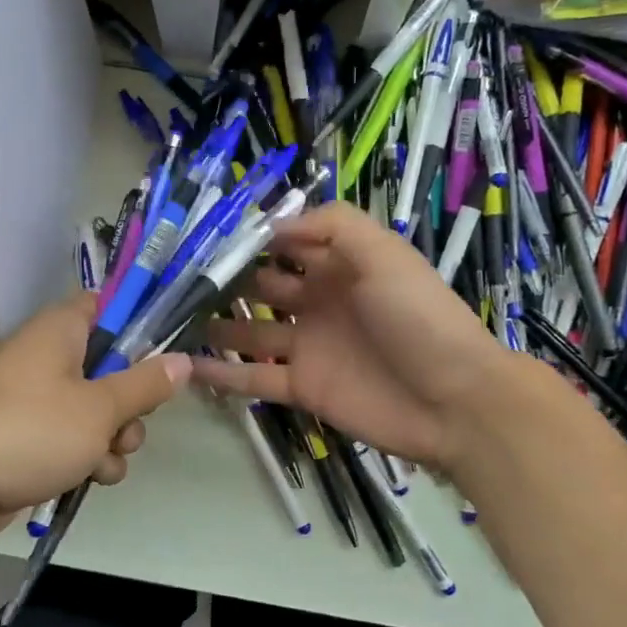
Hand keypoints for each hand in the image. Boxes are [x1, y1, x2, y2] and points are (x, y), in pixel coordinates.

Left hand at [0, 292, 190, 524]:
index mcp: (61, 330)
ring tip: (104, 459)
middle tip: (128, 423)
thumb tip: (183, 360)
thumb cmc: (30, 431)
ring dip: (114, 438)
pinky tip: (89, 479)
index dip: (138, 326)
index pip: (107, 306)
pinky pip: (75, 439)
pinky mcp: (30, 438)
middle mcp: (49, 357)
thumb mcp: (100, 408)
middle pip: (111, 366)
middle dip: (131, 403)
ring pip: (98, 410)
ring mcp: (37, 400)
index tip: (164, 354)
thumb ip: (145, 383)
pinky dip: (87, 458)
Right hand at [190, 202, 511, 469]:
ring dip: (215, 323)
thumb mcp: (383, 252)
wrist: (455, 401)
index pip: (287, 242)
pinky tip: (185, 366)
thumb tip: (272, 225)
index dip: (251, 237)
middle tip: (175, 276)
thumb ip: (332, 226)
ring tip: (171, 317)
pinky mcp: (302, 387)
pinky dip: (221, 373)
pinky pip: (254, 377)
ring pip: (250, 330)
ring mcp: (308, 346)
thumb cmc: (418, 316)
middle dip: (224, 278)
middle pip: (262, 284)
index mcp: (340, 265)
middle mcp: (319, 301)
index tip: (205, 233)